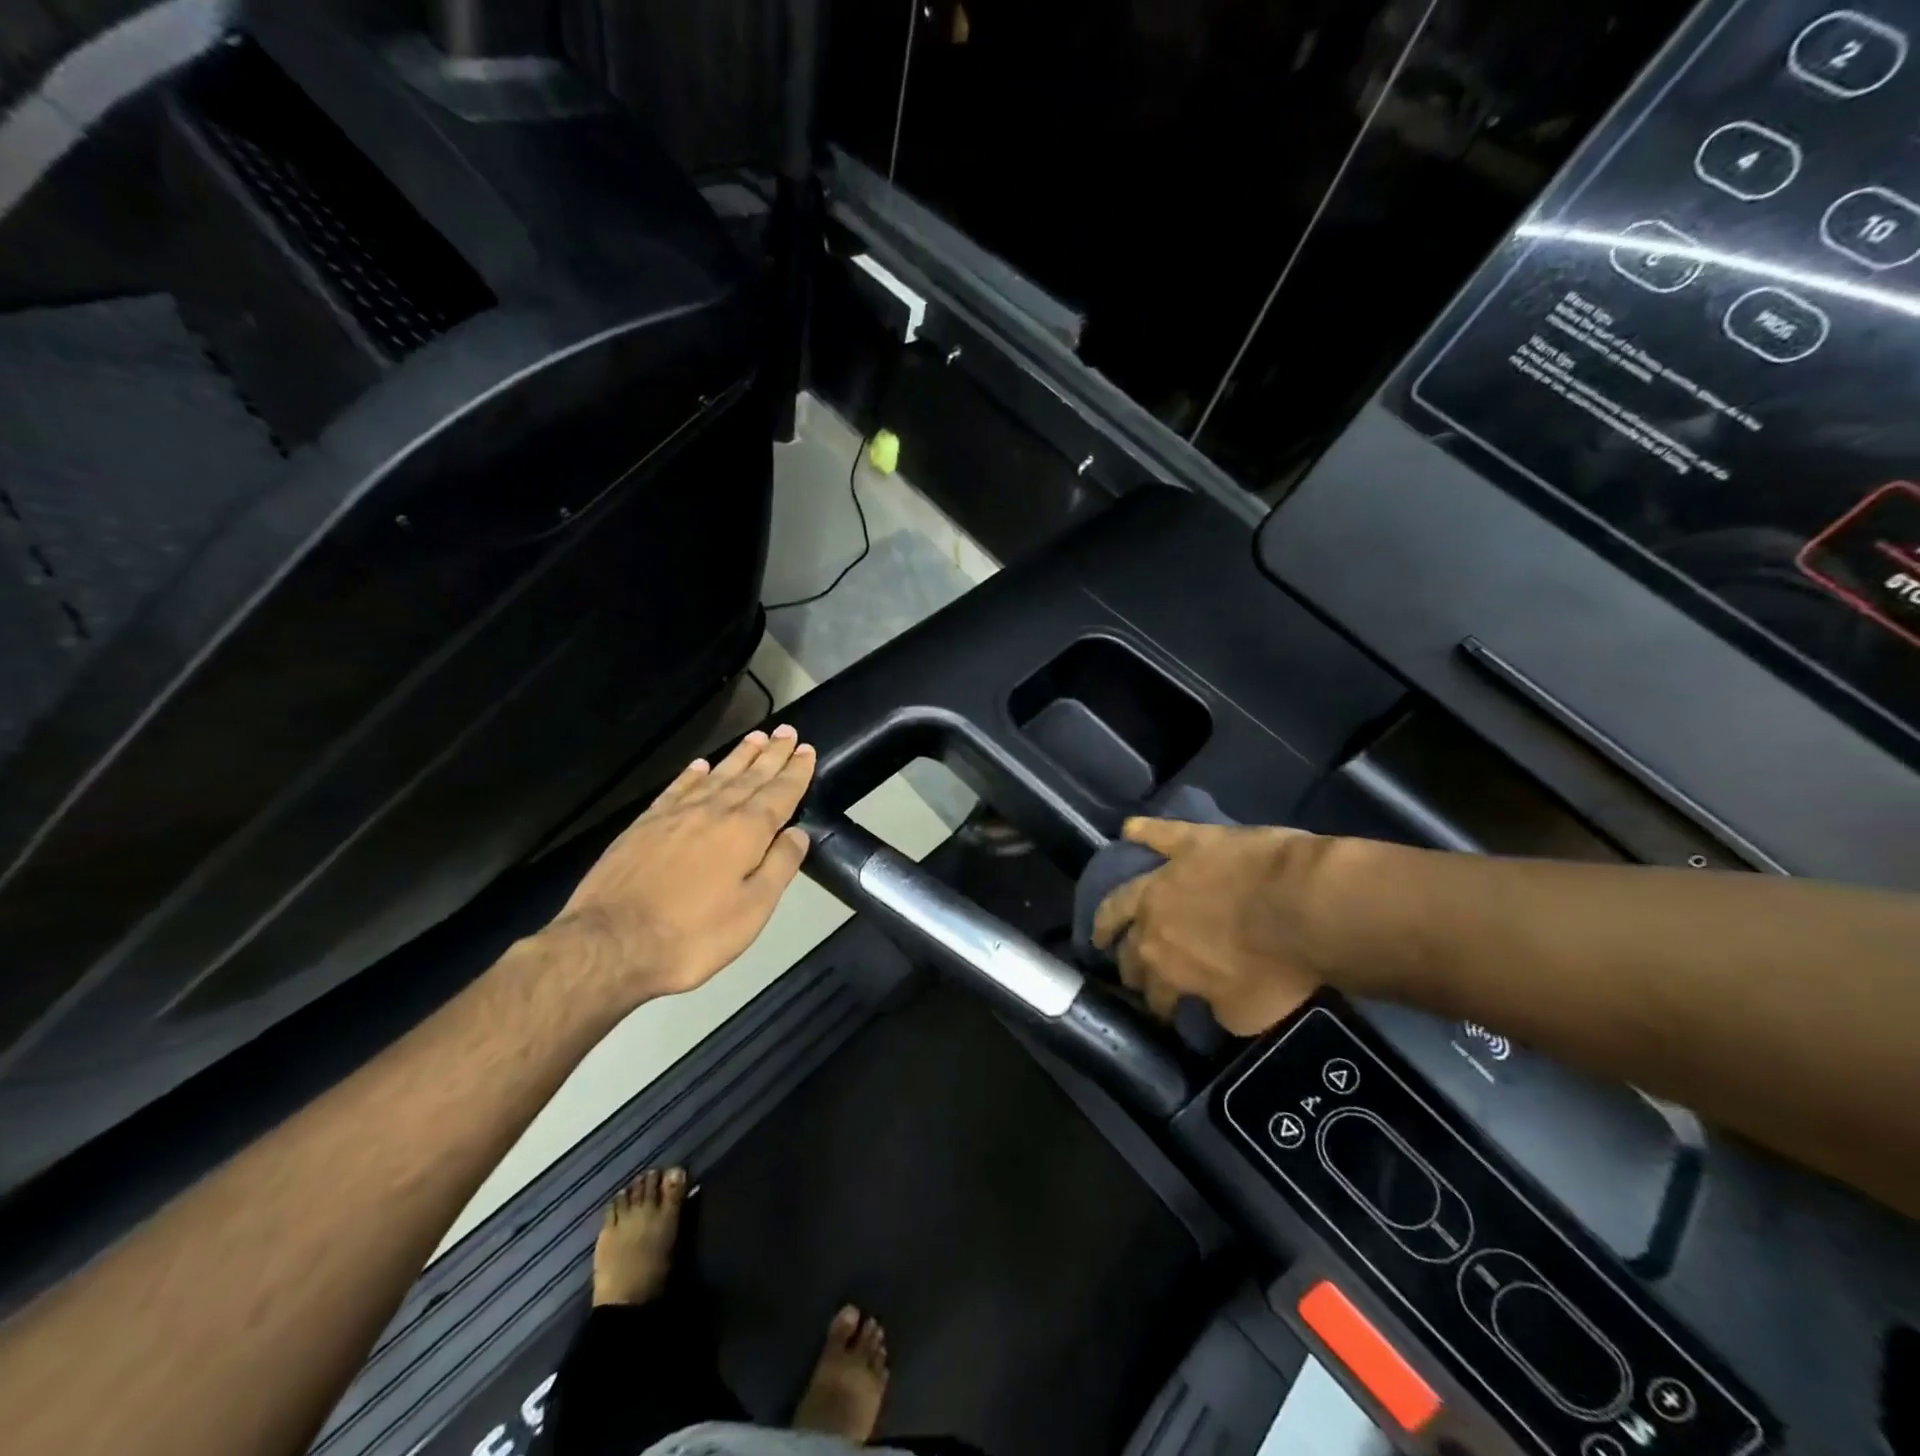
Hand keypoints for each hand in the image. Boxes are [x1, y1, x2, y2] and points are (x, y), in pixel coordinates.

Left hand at [549, 725, 815, 1005]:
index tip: (807, 750)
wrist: (611, 943)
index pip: (779, 793)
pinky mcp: (644, 825)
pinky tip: (701, 765)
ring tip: (756, 737)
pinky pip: (677, 788)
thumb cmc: (693, 934)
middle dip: (772, 754)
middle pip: (750, 776)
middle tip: (787, 731)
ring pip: (716, 776)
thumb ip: (779, 866)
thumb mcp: (753, 910)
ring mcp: (675, 815)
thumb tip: (798, 833)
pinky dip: (692, 774)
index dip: (796, 771)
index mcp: (745, 832)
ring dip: (739, 756)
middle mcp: (714, 812)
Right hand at [1090, 818, 1322, 1035]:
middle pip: (1130, 946)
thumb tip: (1210, 1001)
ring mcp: (1166, 876)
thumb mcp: (1250, 1014)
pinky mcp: (1190, 842)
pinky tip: (1130, 829)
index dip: (1160, 1006)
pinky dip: (1143, 831)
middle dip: (1128, 964)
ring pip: (1125, 893)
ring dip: (1110, 911)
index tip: (1167, 1013)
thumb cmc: (1278, 967)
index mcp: (1164, 964)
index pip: (1154, 993)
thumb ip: (1220, 1008)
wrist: (1300, 904)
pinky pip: (1159, 834)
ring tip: (1103, 922)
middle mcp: (1151, 919)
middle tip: (1130, 973)